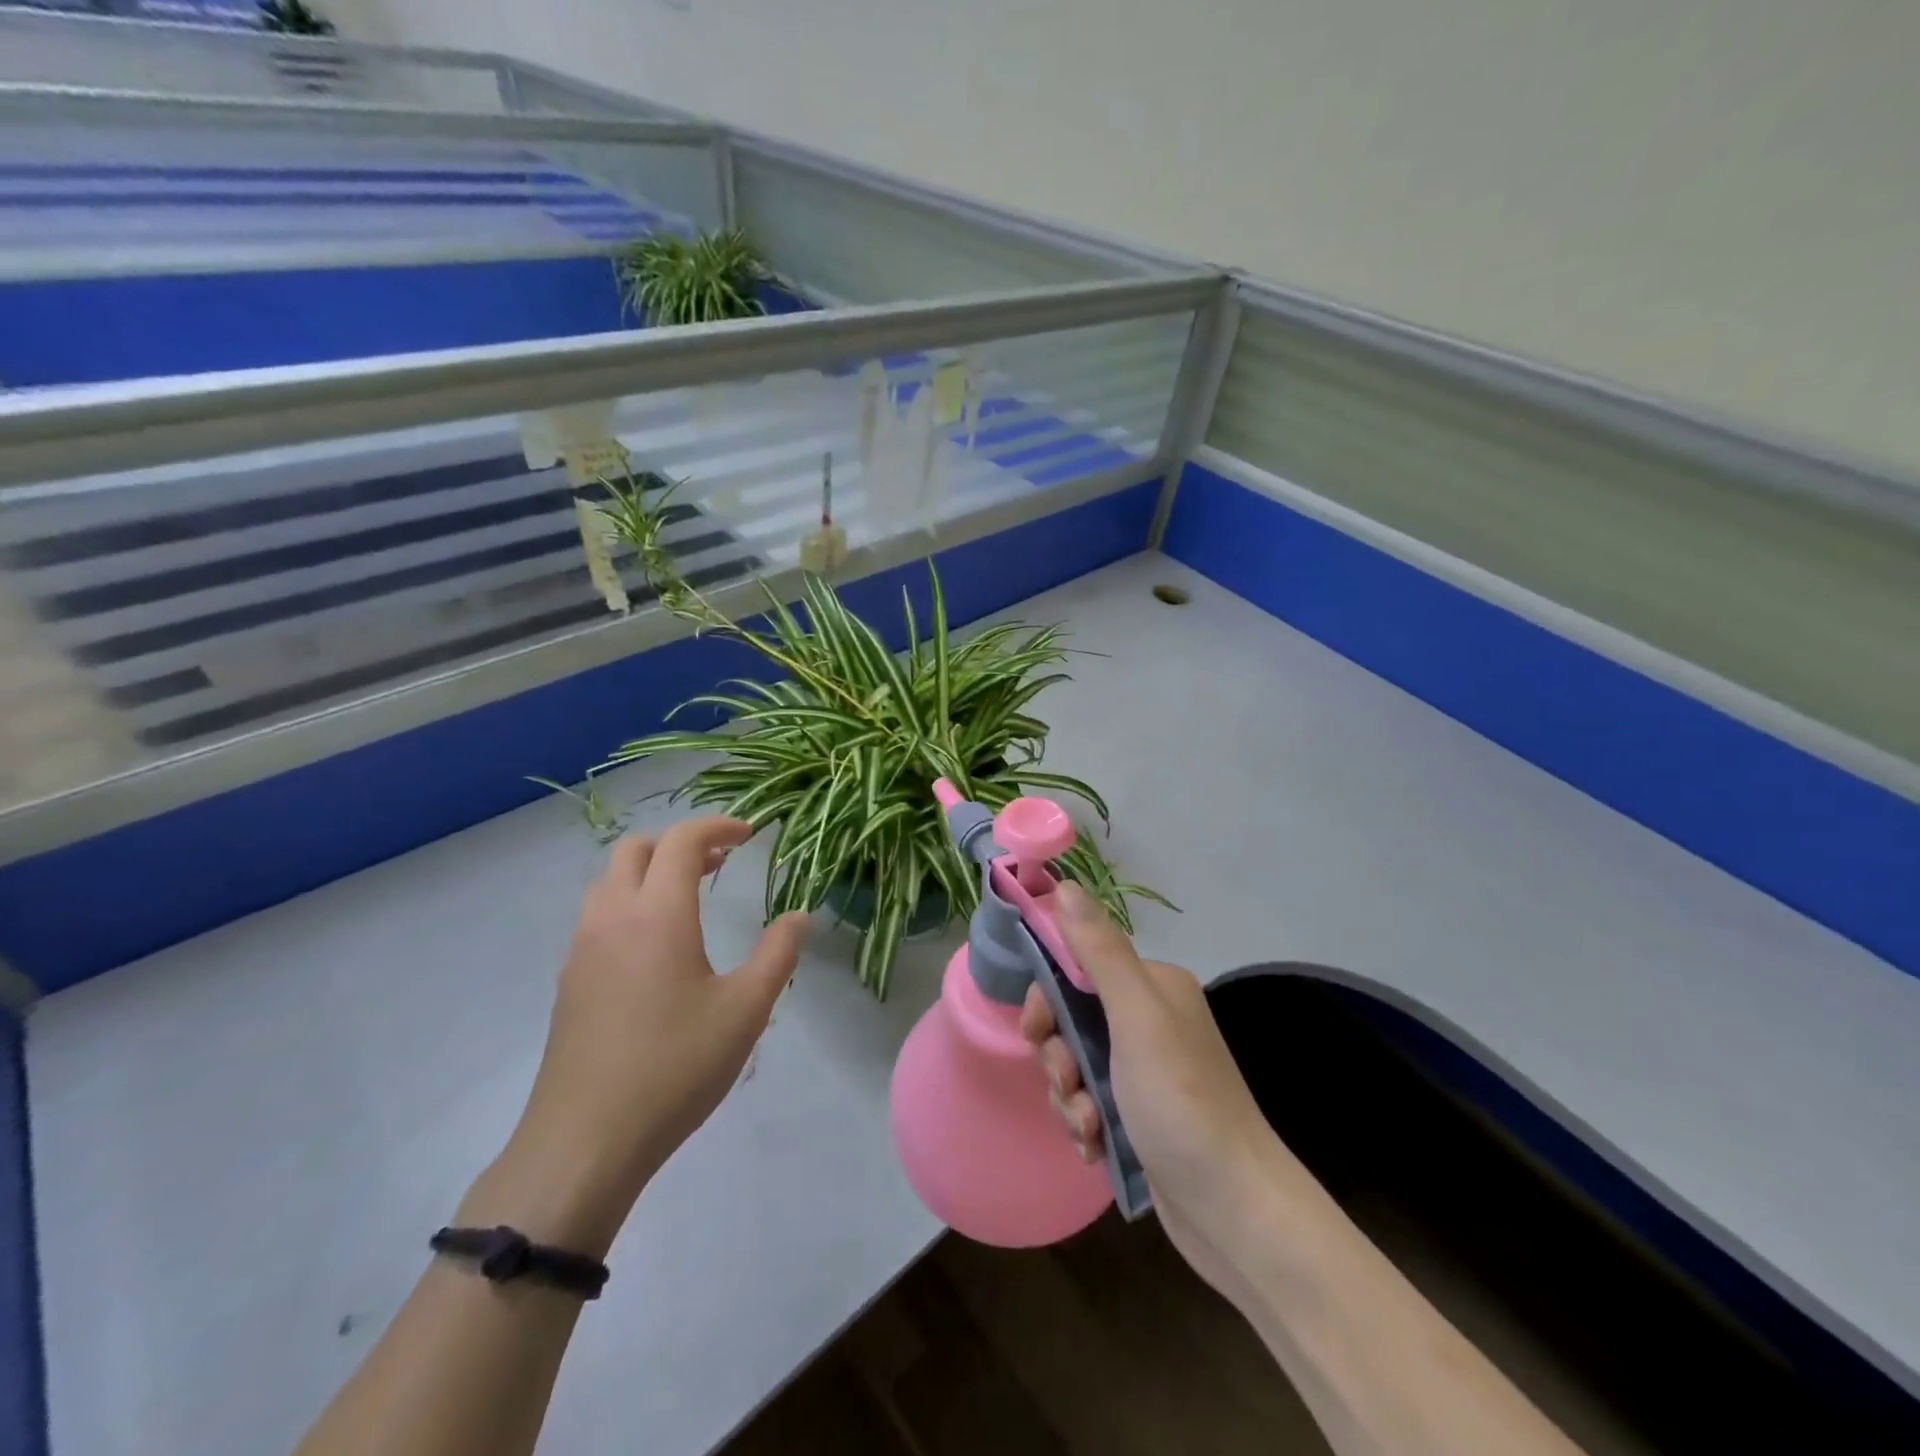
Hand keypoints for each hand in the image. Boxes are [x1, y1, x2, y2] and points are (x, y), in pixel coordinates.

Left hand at [464, 817, 808, 1255]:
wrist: (584, 1141)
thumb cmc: (675, 1067)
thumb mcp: (746, 1010)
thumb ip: (777, 954)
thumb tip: (799, 916)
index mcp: (658, 914)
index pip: (682, 841)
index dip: (718, 826)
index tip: (750, 834)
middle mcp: (612, 917)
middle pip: (636, 849)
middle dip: (680, 843)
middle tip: (720, 862)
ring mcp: (582, 949)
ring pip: (610, 880)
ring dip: (650, 871)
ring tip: (690, 898)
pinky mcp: (569, 980)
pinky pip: (598, 915)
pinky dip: (630, 903)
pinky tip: (657, 947)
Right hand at [1021, 883, 1304, 1305]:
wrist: (1234, 1210)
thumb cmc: (1181, 1101)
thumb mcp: (1136, 1018)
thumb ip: (1099, 951)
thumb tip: (1064, 884)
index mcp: (1152, 986)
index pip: (1078, 967)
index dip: (1048, 997)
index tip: (1036, 1031)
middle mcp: (1150, 1020)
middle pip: (1072, 1019)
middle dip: (1058, 1056)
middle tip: (1068, 1085)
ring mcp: (1146, 1070)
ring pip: (1076, 1065)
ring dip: (1070, 1097)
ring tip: (1088, 1130)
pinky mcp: (1141, 1115)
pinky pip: (1091, 1102)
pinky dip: (1085, 1124)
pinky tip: (1095, 1149)